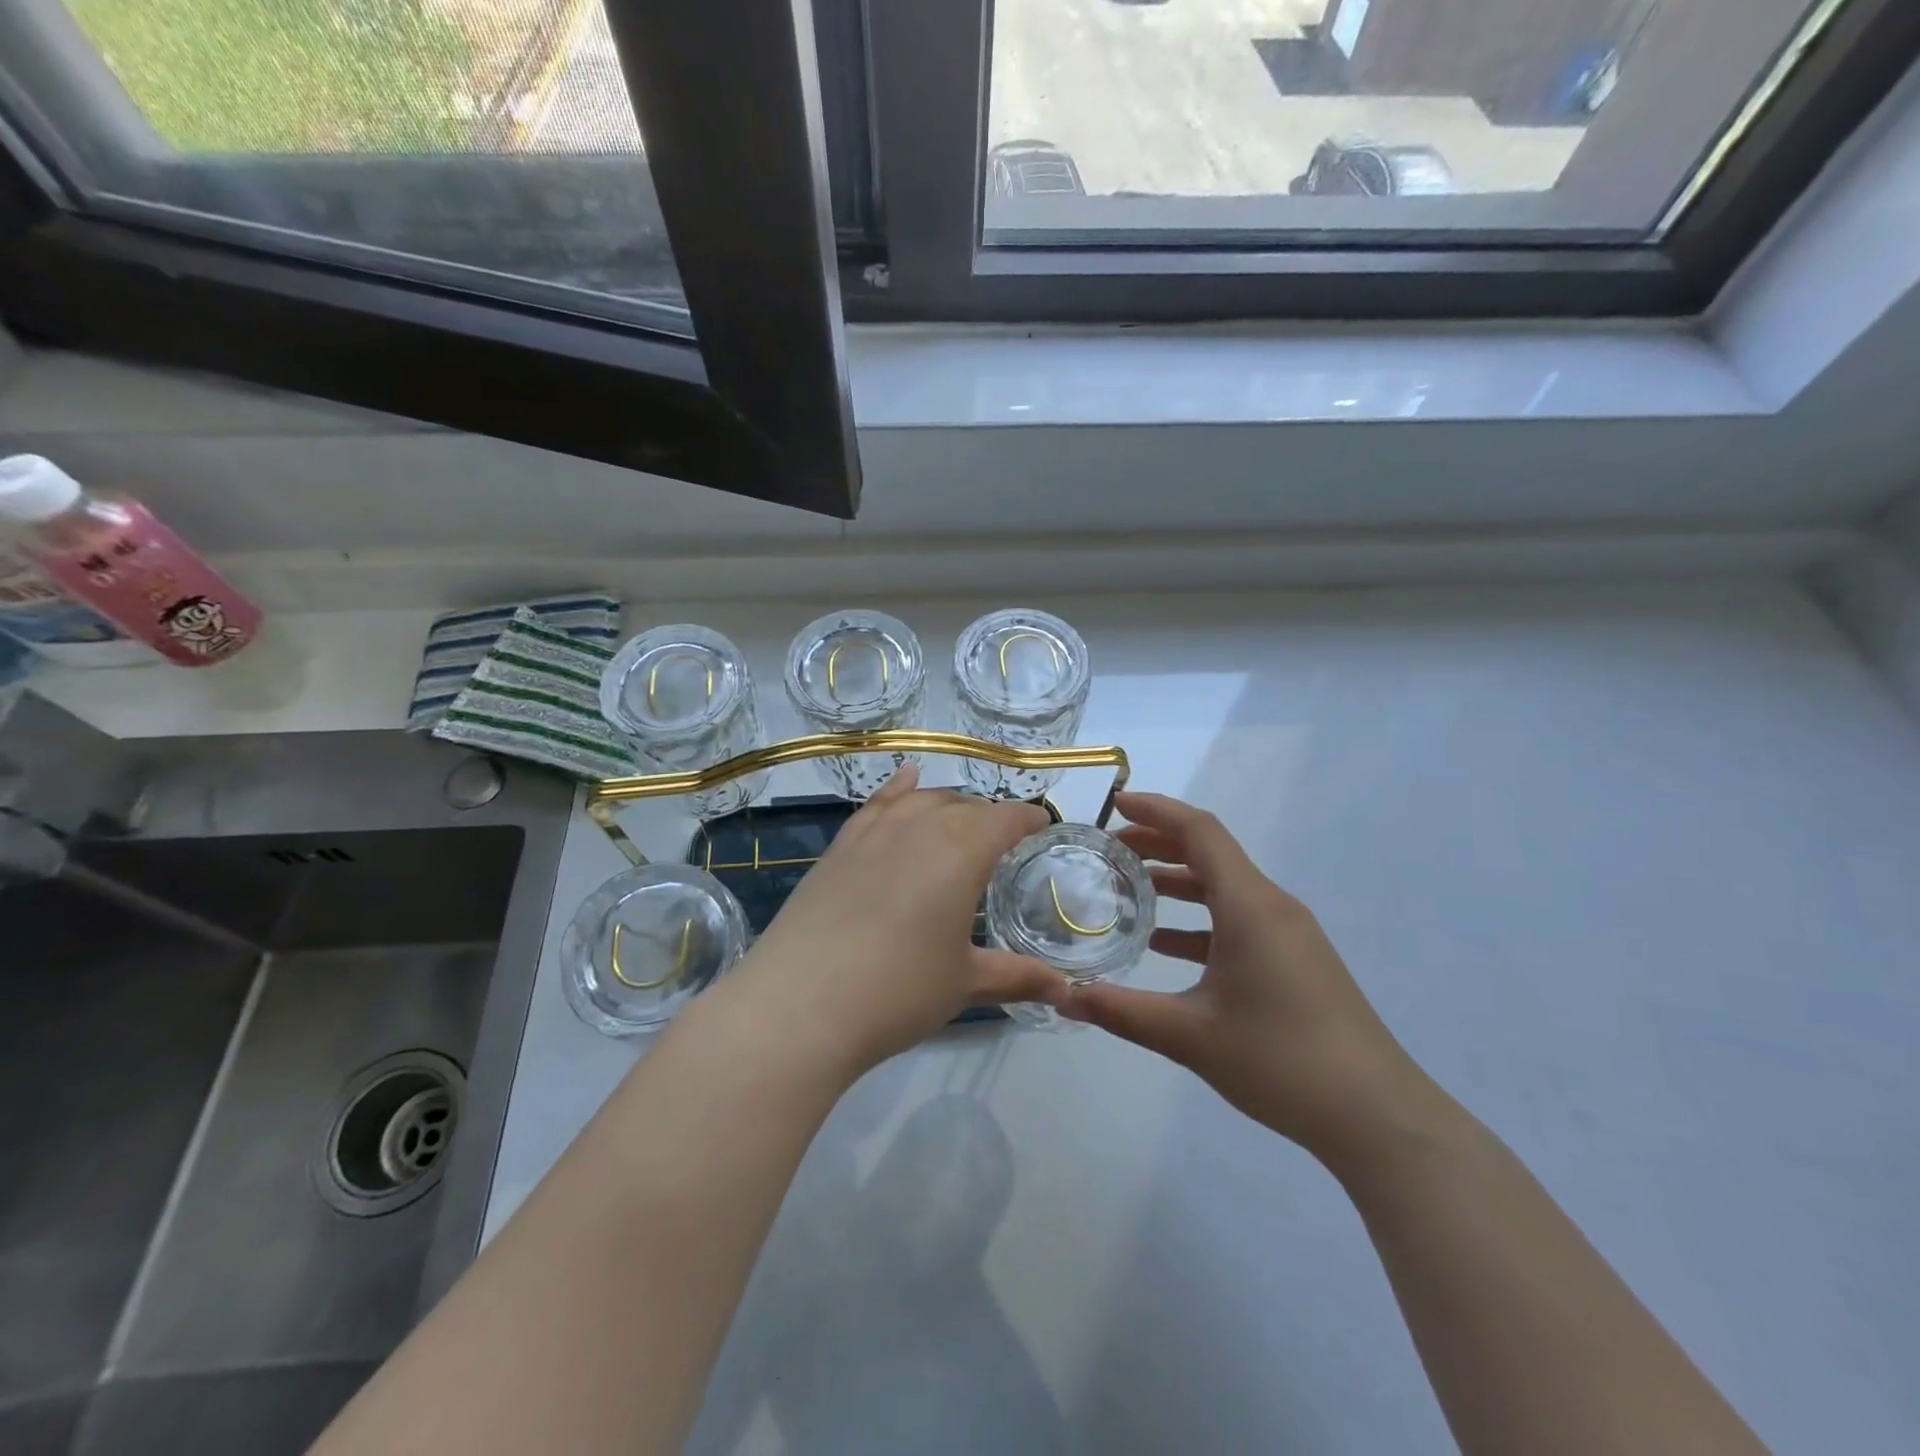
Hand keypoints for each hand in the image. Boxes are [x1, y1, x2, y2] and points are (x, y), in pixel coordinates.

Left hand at [725, 765, 1069, 1073]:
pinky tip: (906, 780)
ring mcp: (874, 832)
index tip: (1042, 827)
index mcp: (962, 851)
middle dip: (990, 818)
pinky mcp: (839, 846)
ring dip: (949, 806)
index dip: (1028, 819)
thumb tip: (1066, 990)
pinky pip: (877, 804)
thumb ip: (1018, 977)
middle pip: (964, 806)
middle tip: (1002, 844)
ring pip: (922, 801)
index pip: (1006, 818)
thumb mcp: (965, 984)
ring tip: (961, 820)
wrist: (801, 1004)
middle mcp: (920, 826)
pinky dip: (897, 789)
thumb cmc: (898, 991)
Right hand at [1059, 792, 1432, 1162]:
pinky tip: (1166, 945)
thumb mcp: (1189, 1036)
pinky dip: (1200, 919)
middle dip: (1159, 843)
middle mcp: (1272, 906)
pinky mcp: (1296, 960)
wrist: (1377, 1117)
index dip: (1156, 810)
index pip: (1200, 831)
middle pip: (1211, 853)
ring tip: (1129, 891)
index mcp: (1250, 906)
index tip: (1114, 805)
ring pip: (1225, 887)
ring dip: (1178, 881)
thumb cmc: (1281, 1061)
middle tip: (1109, 850)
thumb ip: (1121, 1012)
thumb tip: (1063, 999)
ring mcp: (1289, 933)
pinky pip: (1240, 919)